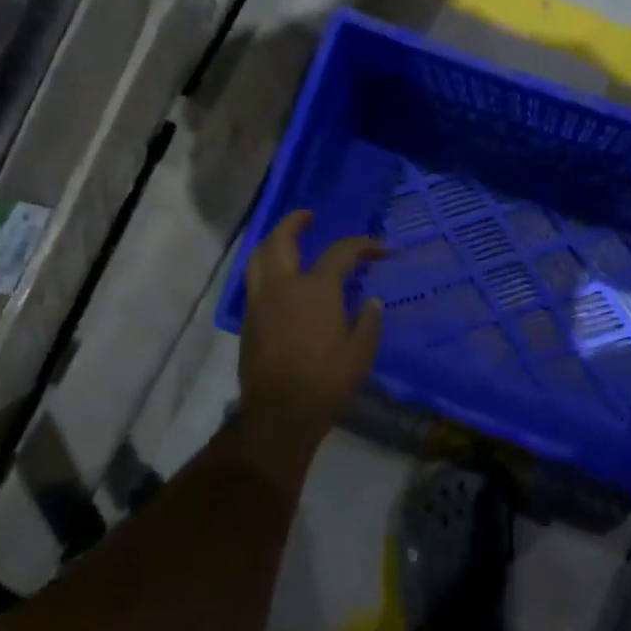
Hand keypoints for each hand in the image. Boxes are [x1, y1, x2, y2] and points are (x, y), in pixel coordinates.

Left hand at [238, 211, 387, 456]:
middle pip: (281, 240)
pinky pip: (254, 280)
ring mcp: (260, 302)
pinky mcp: (248, 320)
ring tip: (286, 240)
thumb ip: (368, 321)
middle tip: (307, 216)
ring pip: (259, 257)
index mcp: (315, 289)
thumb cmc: (326, 381)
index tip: (381, 248)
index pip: (341, 252)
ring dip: (273, 241)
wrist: (279, 414)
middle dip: (294, 222)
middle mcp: (283, 286)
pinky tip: (278, 277)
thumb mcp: (360, 352)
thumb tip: (372, 302)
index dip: (363, 245)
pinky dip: (265, 267)